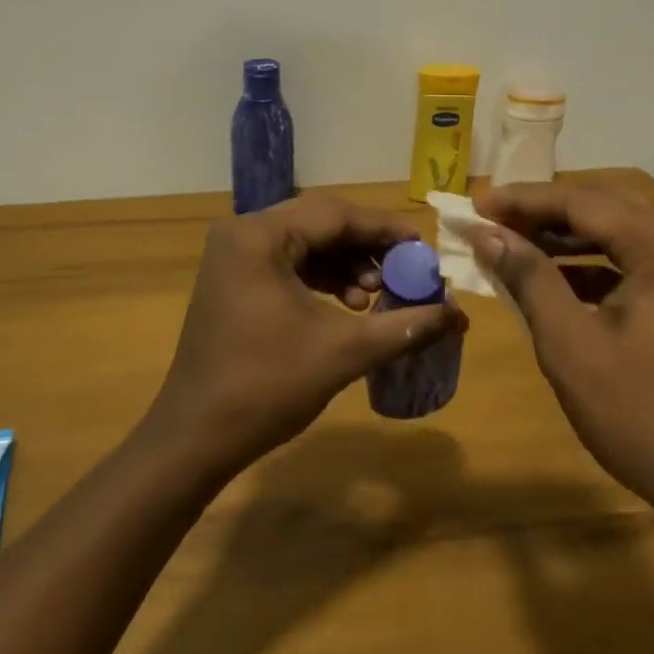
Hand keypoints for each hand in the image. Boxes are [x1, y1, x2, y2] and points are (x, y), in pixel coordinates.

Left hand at [145, 194, 467, 479]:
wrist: (194, 438)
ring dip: (345, 265)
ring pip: (306, 243)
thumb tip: (459, 317)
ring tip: (374, 298)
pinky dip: (321, 278)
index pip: (336, 215)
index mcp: (259, 236)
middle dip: (366, 249)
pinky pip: (288, 262)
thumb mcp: (343, 354)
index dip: (384, 230)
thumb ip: (405, 328)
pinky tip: (347, 305)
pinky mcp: (233, 278)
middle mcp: (242, 233)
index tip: (422, 249)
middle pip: (320, 224)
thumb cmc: (266, 388)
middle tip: (402, 275)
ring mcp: (233, 256)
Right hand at [474, 182, 653, 525]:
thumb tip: (487, 233)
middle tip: (493, 219)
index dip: (523, 200)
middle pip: (604, 210)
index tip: (475, 204)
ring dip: (566, 240)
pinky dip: (591, 269)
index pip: (582, 202)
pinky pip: (634, 267)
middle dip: (544, 213)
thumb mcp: (572, 345)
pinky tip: (554, 283)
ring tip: (513, 245)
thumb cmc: (643, 416)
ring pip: (619, 237)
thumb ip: (529, 278)